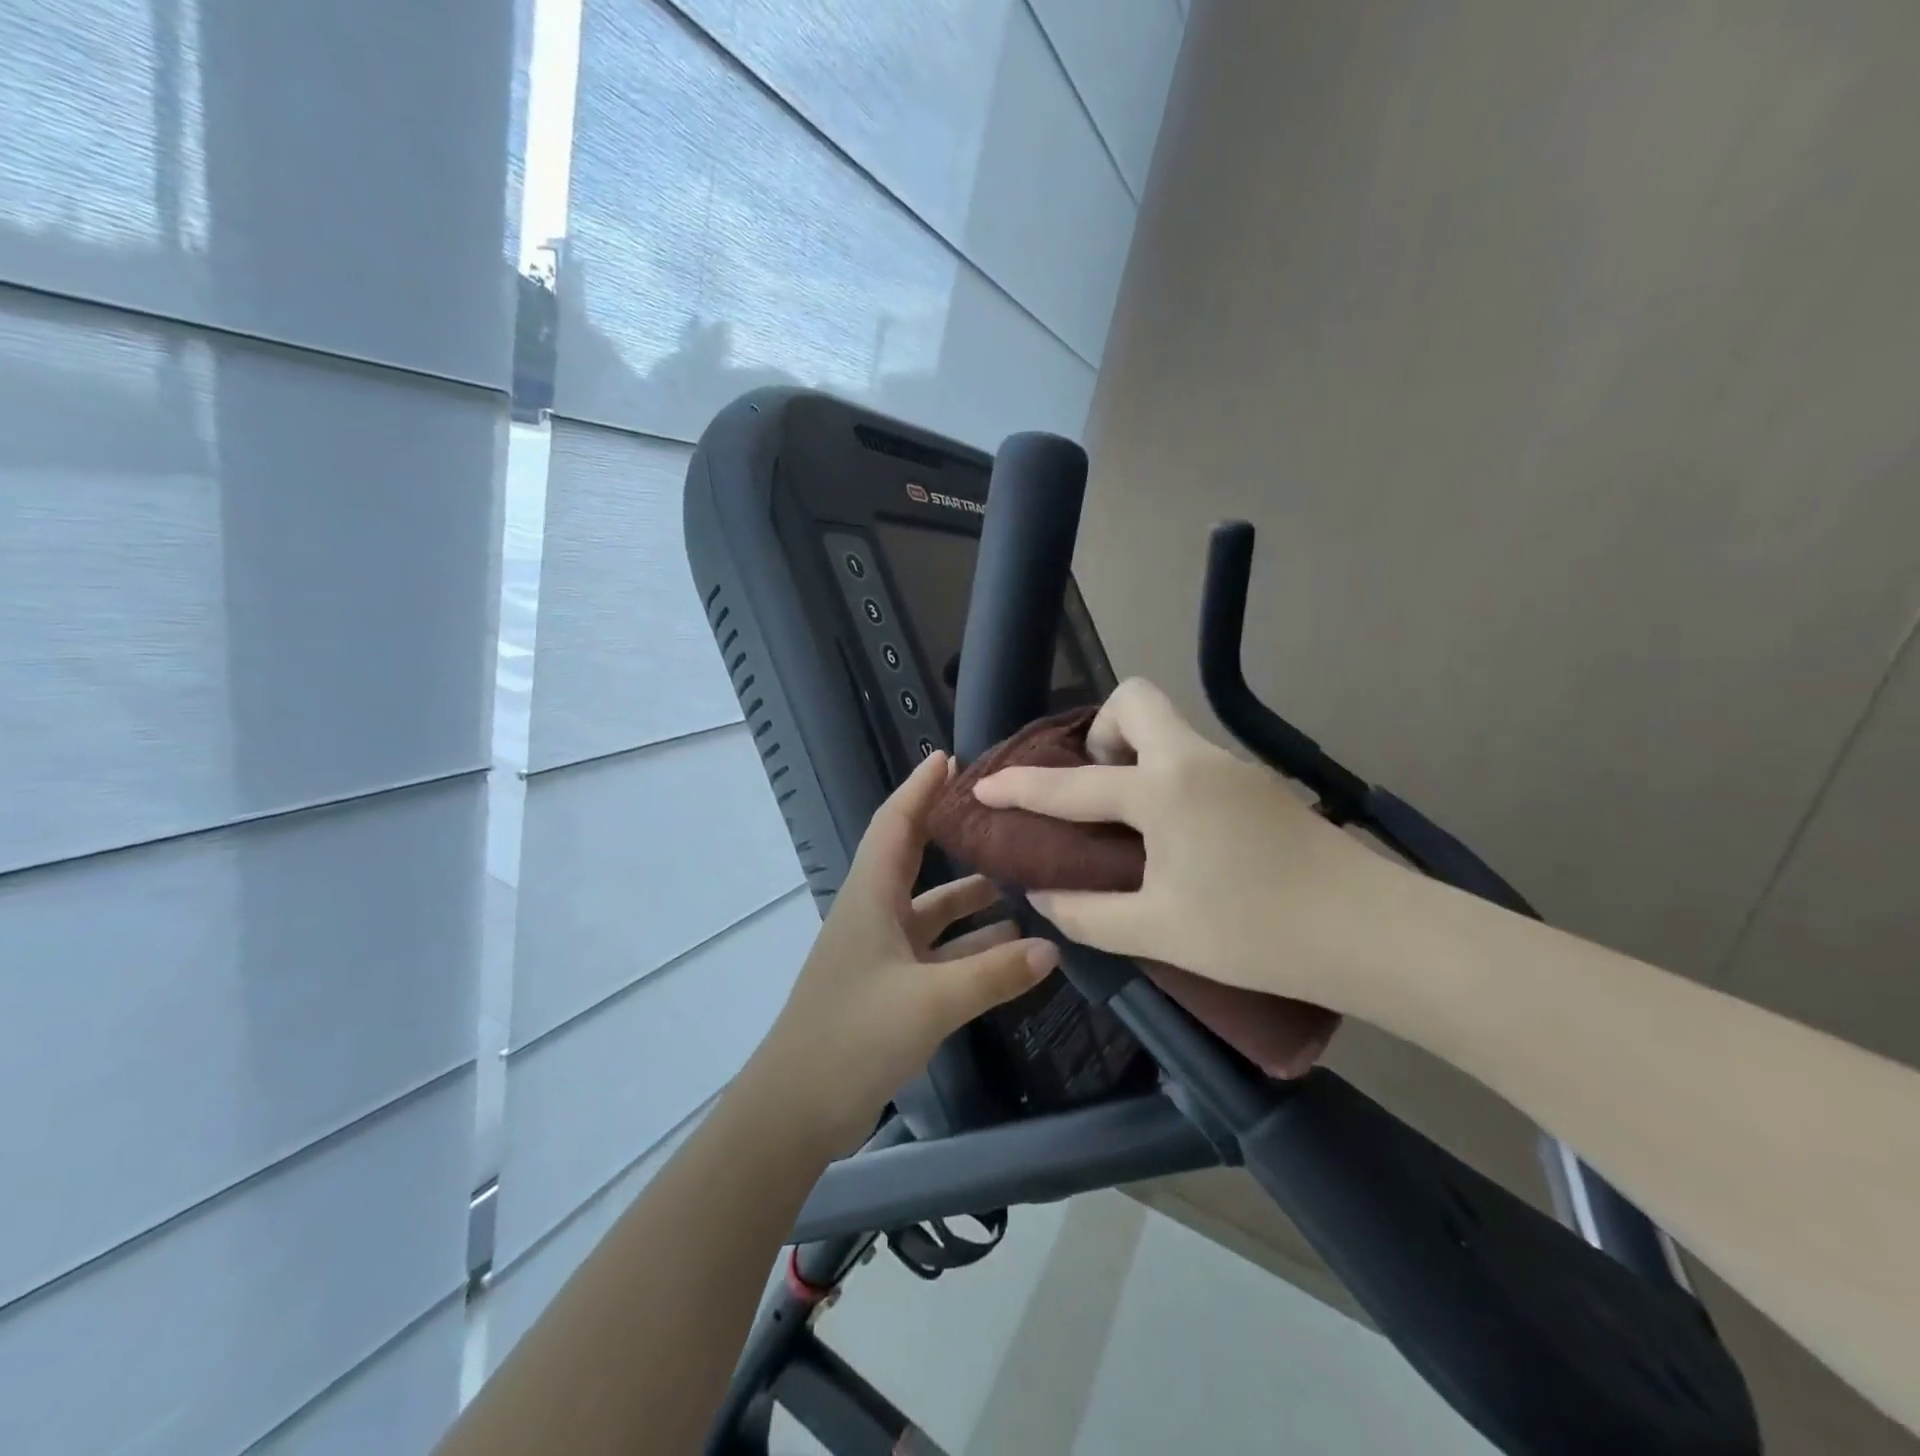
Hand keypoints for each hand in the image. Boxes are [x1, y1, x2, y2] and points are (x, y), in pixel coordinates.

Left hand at [752, 750, 1059, 1154]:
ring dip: (971, 900)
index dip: (919, 788)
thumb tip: (1052, 946)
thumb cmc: (853, 1036)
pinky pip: (937, 953)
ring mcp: (881, 953)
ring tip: (1025, 885)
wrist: (796, 1110)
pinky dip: (969, 947)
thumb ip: (992, 974)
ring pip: (932, 911)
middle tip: (1000, 817)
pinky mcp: (889, 988)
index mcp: (870, 897)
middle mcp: (874, 914)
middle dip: (952, 835)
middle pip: (915, 859)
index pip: (895, 824)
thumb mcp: (929, 1002)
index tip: (950, 759)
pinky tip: (1011, 951)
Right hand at [971, 678, 1408, 1014]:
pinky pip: (1193, 759)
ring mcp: (1235, 768)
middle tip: (1094, 790)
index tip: (985, 785)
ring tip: (1126, 821)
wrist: (1377, 935)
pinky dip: (1166, 778)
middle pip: (1136, 700)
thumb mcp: (1160, 931)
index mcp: (1164, 790)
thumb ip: (1089, 913)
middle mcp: (1196, 761)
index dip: (1021, 786)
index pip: (1073, 783)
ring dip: (1134, 756)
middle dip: (1100, 732)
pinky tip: (1174, 836)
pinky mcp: (1260, 786)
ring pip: (1169, 729)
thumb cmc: (1258, 932)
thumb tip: (1044, 896)